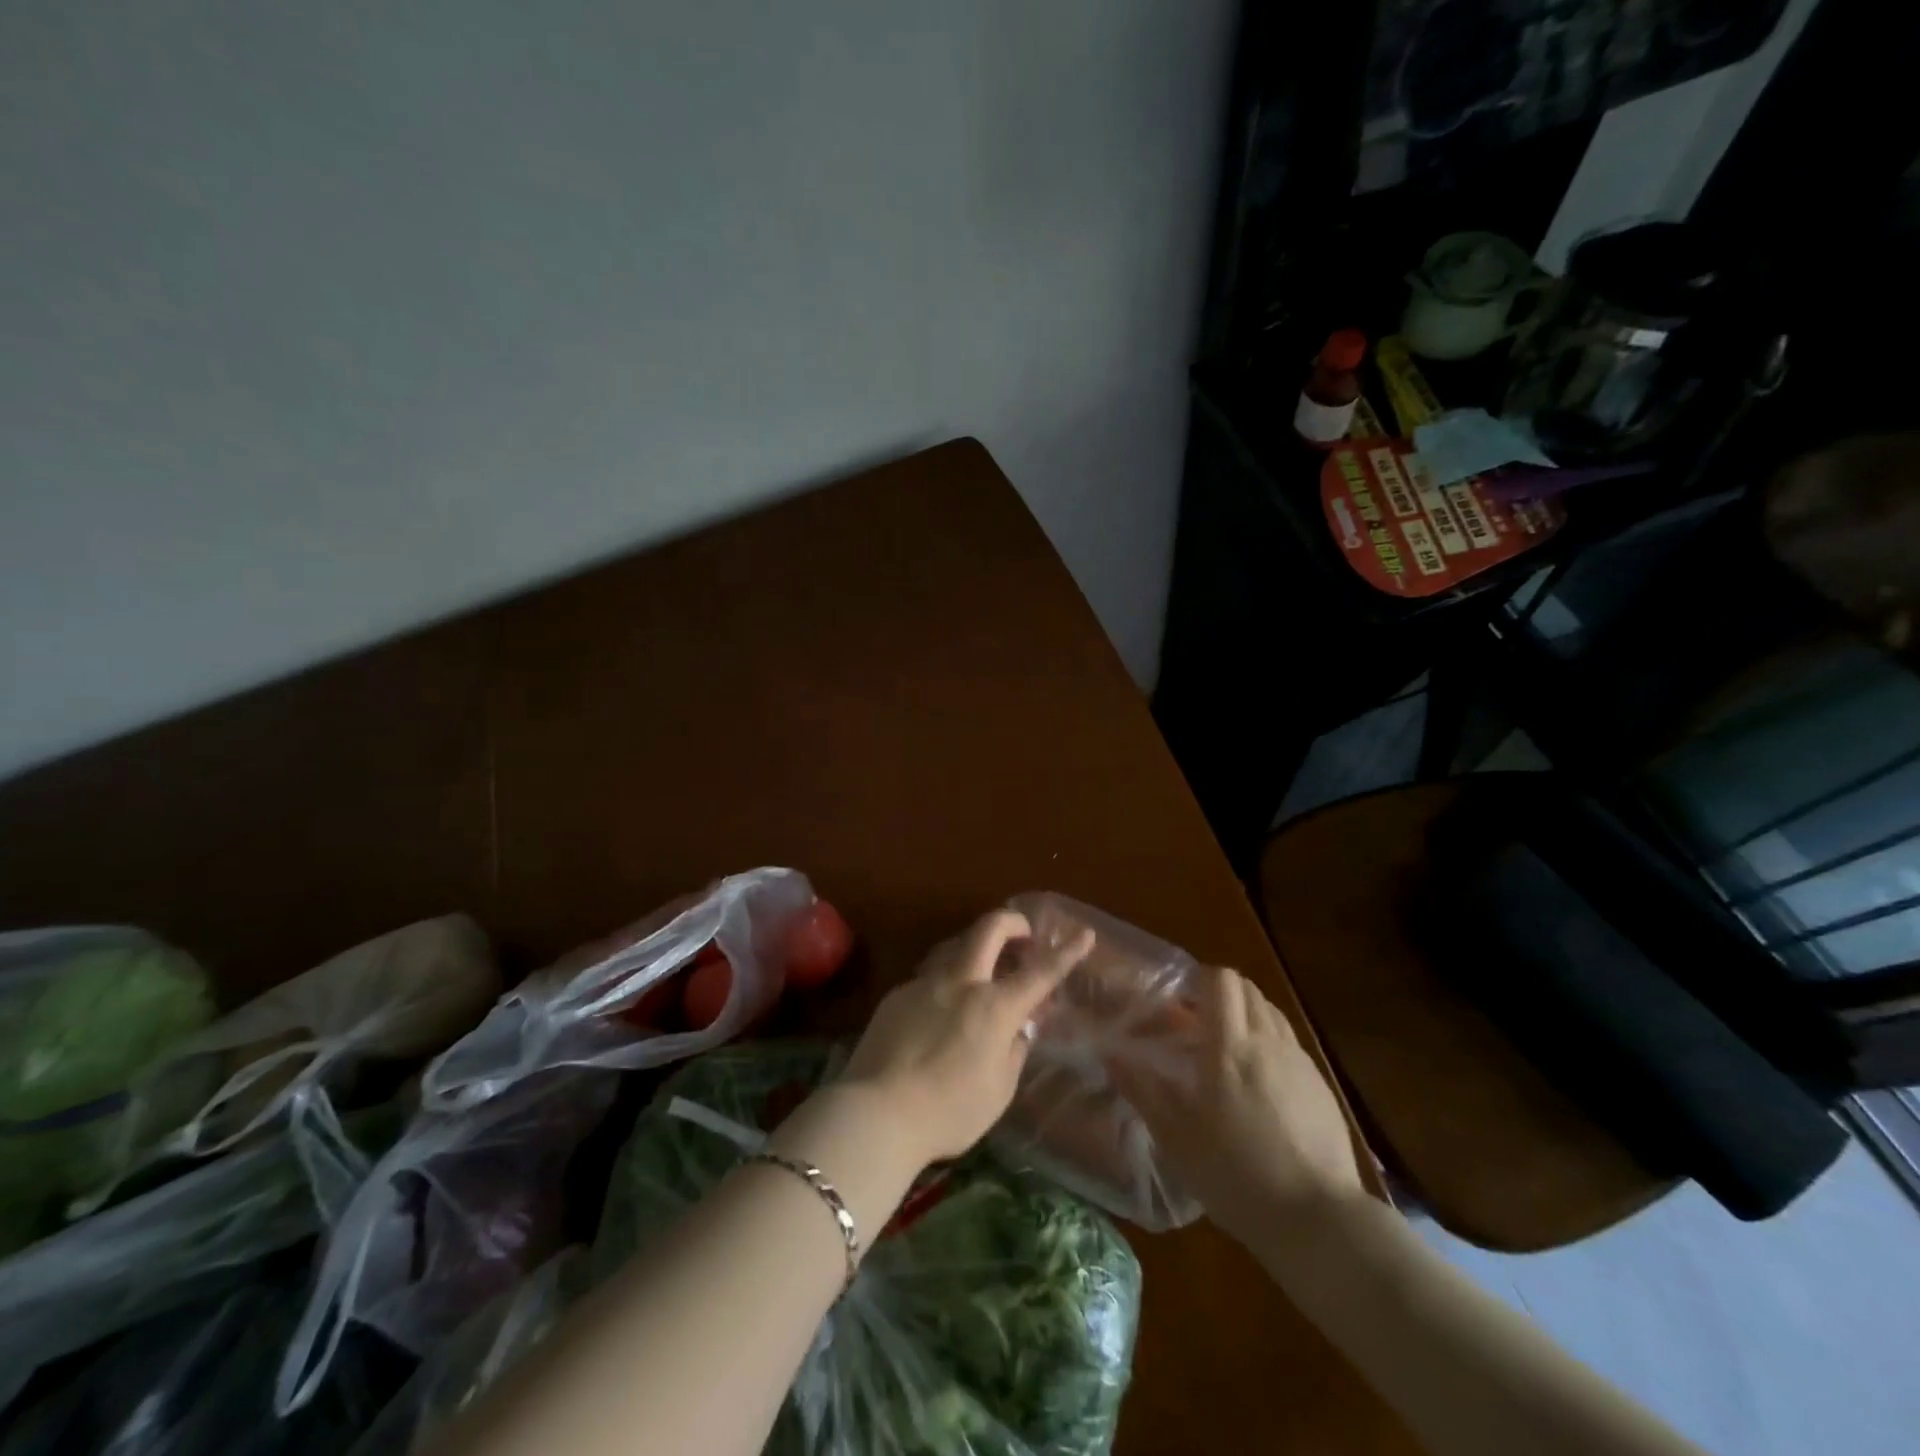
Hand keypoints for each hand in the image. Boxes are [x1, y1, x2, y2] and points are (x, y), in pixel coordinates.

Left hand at [837, 909, 1094, 1169]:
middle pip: (989, 929)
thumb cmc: (949, 1112)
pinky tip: (940, 1012)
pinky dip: (946, 984)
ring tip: (982, 971)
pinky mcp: (897, 995)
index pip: (1040, 973)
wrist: (876, 1112)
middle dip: (1012, 922)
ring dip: (976, 949)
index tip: (1084, 934)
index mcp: (995, 1007)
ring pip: (955, 947)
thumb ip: (1013, 1052)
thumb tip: (1018, 1030)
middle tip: (1023, 932)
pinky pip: (930, 978)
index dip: (1066, 952)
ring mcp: (925, 984)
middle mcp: (961, 983)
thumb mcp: (998, 1091)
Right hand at [1113, 965, 1364, 1248]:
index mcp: (1228, 1046)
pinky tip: (1258, 1082)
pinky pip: (1288, 1042)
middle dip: (1220, 993)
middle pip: (1247, 988)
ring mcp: (1298, 1061)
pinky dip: (1268, 1042)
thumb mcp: (1176, 1137)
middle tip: (1196, 1023)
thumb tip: (1110, 1053)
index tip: (1179, 1000)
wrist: (1318, 1219)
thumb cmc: (1235, 1175)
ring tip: (1226, 1049)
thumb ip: (1142, 1089)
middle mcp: (1267, 1041)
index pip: (1220, 980)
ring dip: (1245, 1014)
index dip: (1199, 978)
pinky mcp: (1321, 1085)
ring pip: (1270, 1012)